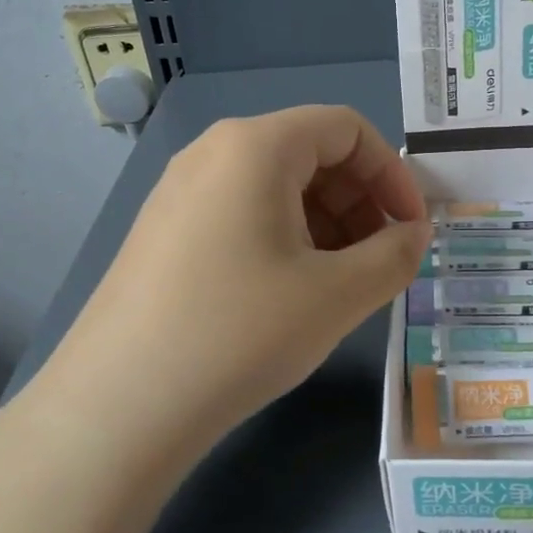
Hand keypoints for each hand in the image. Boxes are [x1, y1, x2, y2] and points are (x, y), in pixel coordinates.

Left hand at [34, 106, 429, 464]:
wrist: (120, 404)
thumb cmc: (241, 333)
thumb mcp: (337, 295)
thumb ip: (393, 256)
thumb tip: (412, 235)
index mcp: (255, 146)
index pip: (346, 128)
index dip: (392, 174)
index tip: (412, 230)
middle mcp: (211, 152)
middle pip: (309, 153)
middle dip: (359, 202)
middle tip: (378, 262)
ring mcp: (179, 192)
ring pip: (275, 187)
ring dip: (324, 224)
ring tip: (338, 285)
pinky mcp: (162, 231)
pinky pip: (240, 213)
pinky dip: (283, 239)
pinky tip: (288, 294)